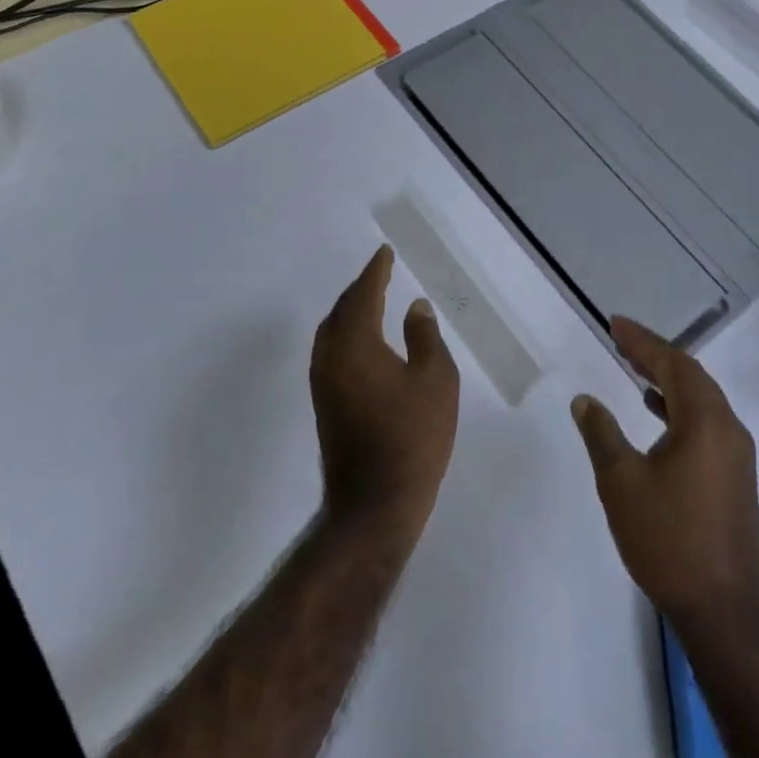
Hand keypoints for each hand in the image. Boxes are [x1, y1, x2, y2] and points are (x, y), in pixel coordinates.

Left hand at [311, 247, 459, 541]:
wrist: (374, 504)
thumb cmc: (412, 439)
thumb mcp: (436, 381)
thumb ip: (425, 337)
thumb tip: (415, 307)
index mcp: (356, 344)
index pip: (363, 294)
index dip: (375, 271)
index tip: (384, 253)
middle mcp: (330, 356)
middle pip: (342, 310)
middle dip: (360, 288)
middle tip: (380, 273)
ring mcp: (322, 382)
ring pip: (332, 331)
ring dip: (351, 311)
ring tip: (372, 300)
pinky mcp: (324, 403)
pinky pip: (331, 350)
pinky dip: (346, 333)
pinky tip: (364, 341)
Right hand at [572, 318, 758, 626]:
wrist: (723, 611)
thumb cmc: (669, 540)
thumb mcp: (622, 483)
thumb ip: (601, 433)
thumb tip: (586, 399)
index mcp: (706, 423)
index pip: (673, 365)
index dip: (642, 341)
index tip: (615, 324)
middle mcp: (728, 430)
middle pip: (692, 377)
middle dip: (656, 355)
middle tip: (622, 340)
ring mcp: (736, 456)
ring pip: (701, 400)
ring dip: (668, 380)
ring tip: (634, 368)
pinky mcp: (734, 478)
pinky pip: (706, 423)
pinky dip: (679, 408)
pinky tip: (656, 415)